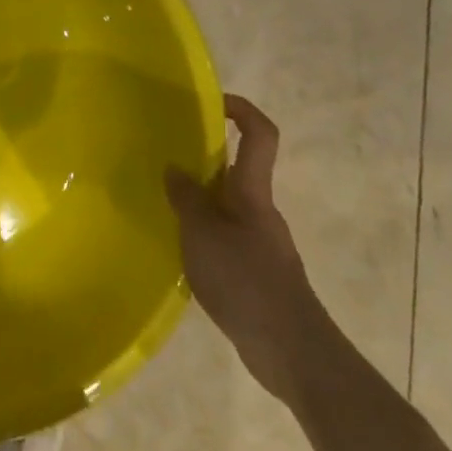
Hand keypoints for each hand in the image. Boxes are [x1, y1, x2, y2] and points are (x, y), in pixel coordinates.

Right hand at [167, 94, 331, 404]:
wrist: (291, 350)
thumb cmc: (246, 281)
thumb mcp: (203, 235)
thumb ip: (186, 199)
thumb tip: (175, 169)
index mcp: (252, 192)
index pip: (260, 135)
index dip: (242, 110)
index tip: (213, 99)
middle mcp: (260, 210)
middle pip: (238, 169)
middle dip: (204, 156)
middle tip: (164, 152)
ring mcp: (260, 241)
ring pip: (227, 204)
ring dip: (198, 197)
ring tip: (160, 202)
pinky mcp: (256, 270)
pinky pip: (225, 234)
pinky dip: (202, 230)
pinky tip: (178, 247)